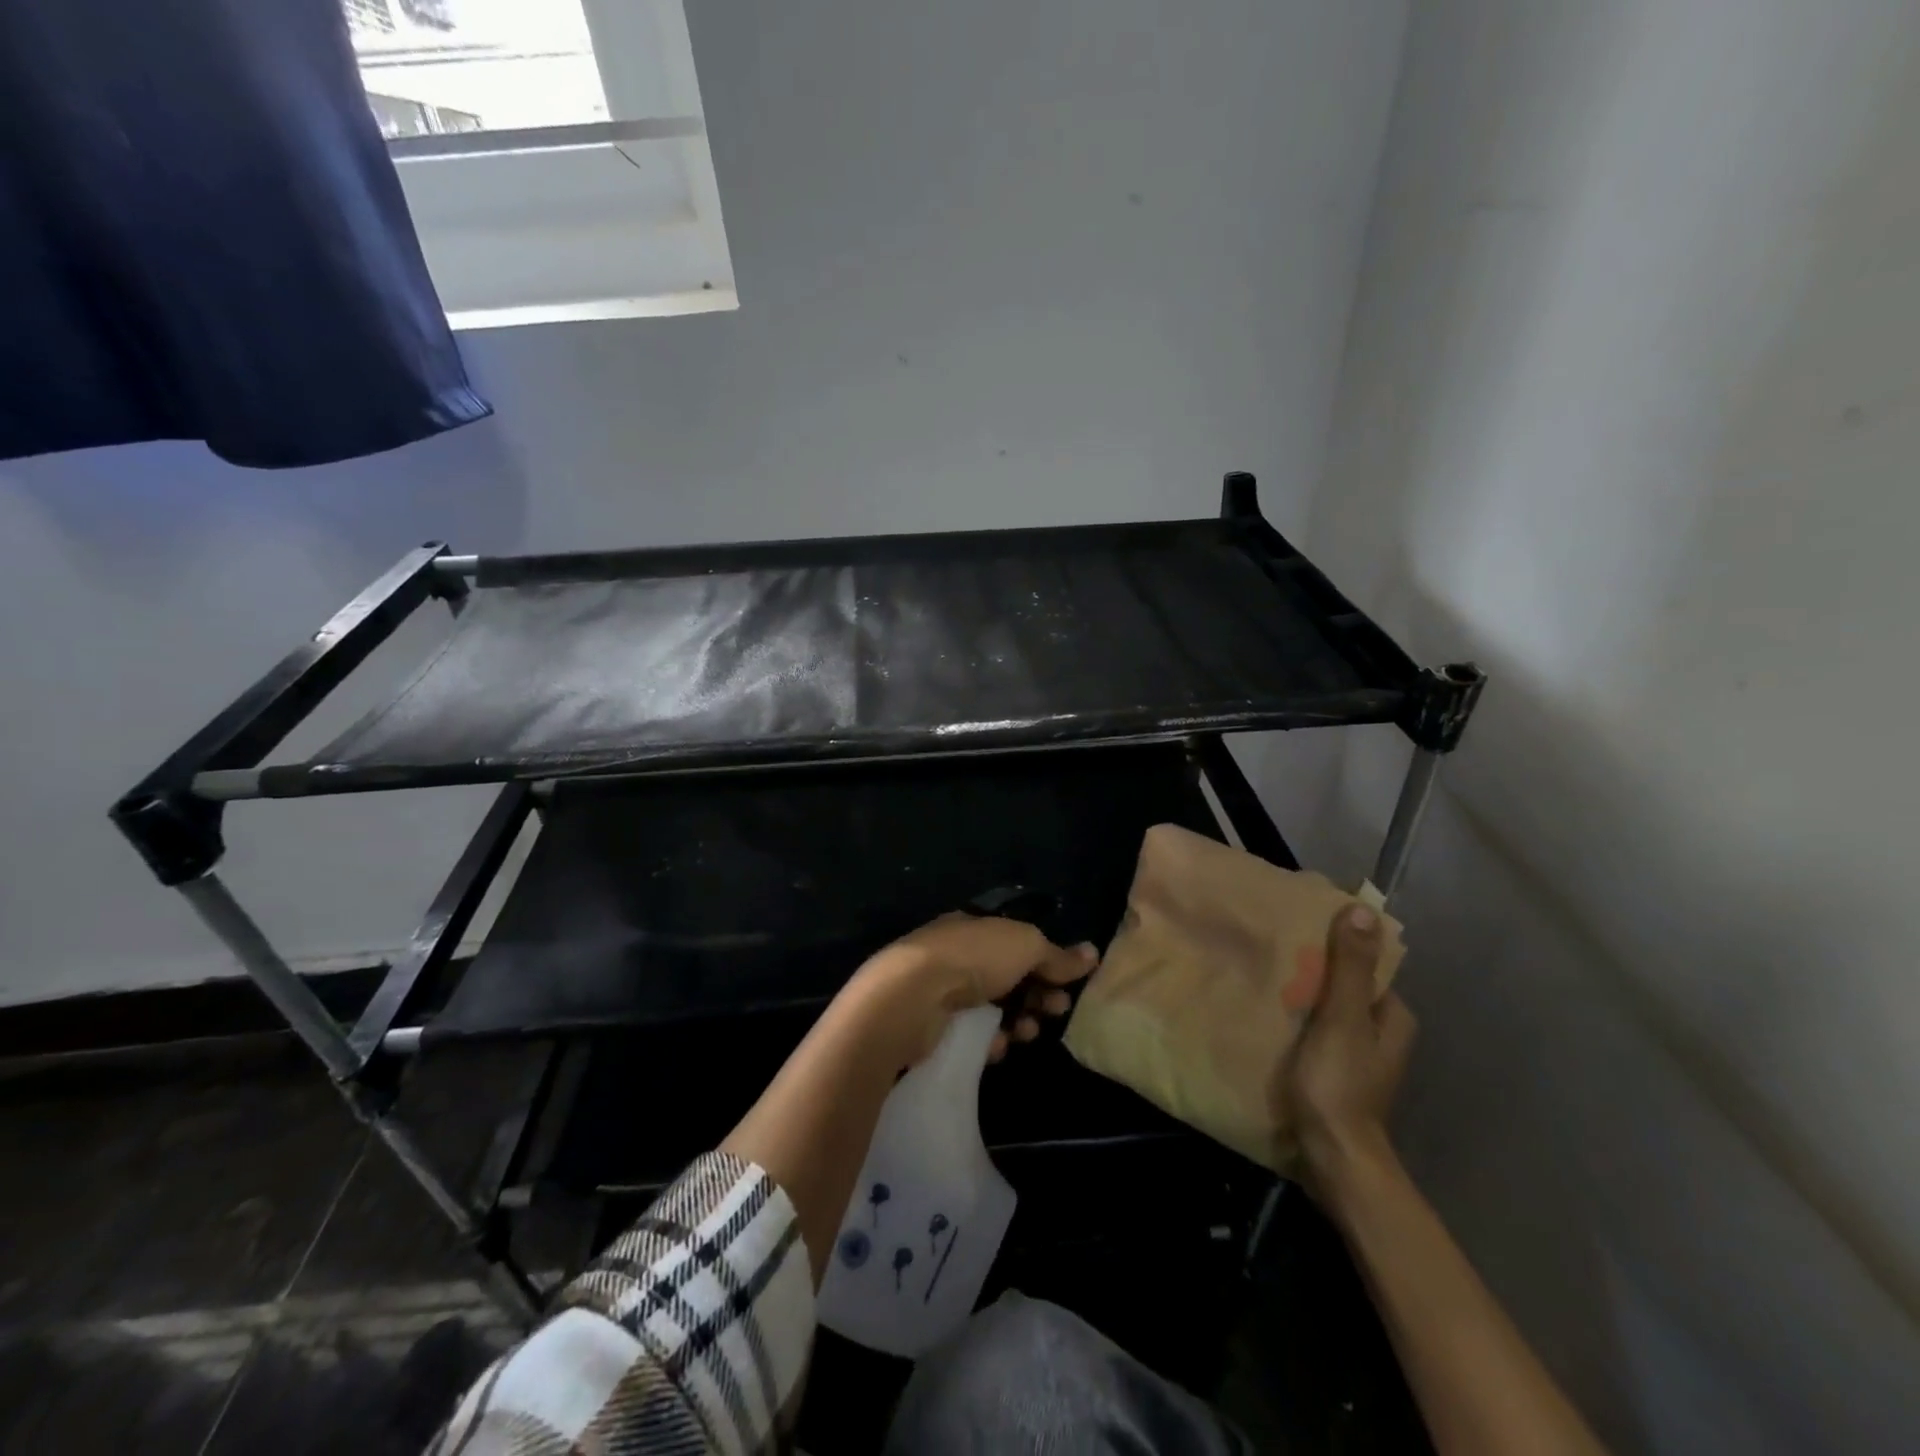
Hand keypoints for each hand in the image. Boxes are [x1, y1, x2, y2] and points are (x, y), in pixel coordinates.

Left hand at [852, 913, 1098, 1067]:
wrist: (913, 996)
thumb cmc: (974, 957)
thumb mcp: (1025, 945)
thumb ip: (1057, 954)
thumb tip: (1092, 953)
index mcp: (976, 927)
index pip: (1018, 943)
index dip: (1048, 961)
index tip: (1070, 983)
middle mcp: (959, 955)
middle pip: (1010, 977)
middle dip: (1039, 994)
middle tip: (1055, 1010)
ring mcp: (945, 991)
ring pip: (995, 1008)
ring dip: (1020, 1020)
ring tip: (1027, 1032)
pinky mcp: (936, 1026)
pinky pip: (974, 1035)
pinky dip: (991, 1040)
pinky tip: (998, 1044)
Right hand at [1287, 903, 1417, 1191]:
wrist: (1333, 1157)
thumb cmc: (1339, 1083)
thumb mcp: (1342, 1019)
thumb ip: (1350, 968)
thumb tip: (1363, 909)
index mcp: (1392, 1017)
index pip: (1364, 966)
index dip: (1334, 946)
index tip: (1298, 931)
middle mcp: (1381, 1034)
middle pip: (1345, 988)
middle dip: (1313, 972)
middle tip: (1274, 954)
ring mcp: (1359, 1058)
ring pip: (1329, 1012)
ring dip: (1302, 998)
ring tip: (1265, 980)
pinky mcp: (1337, 1075)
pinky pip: (1316, 1034)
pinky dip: (1297, 1023)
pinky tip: (1270, 1017)